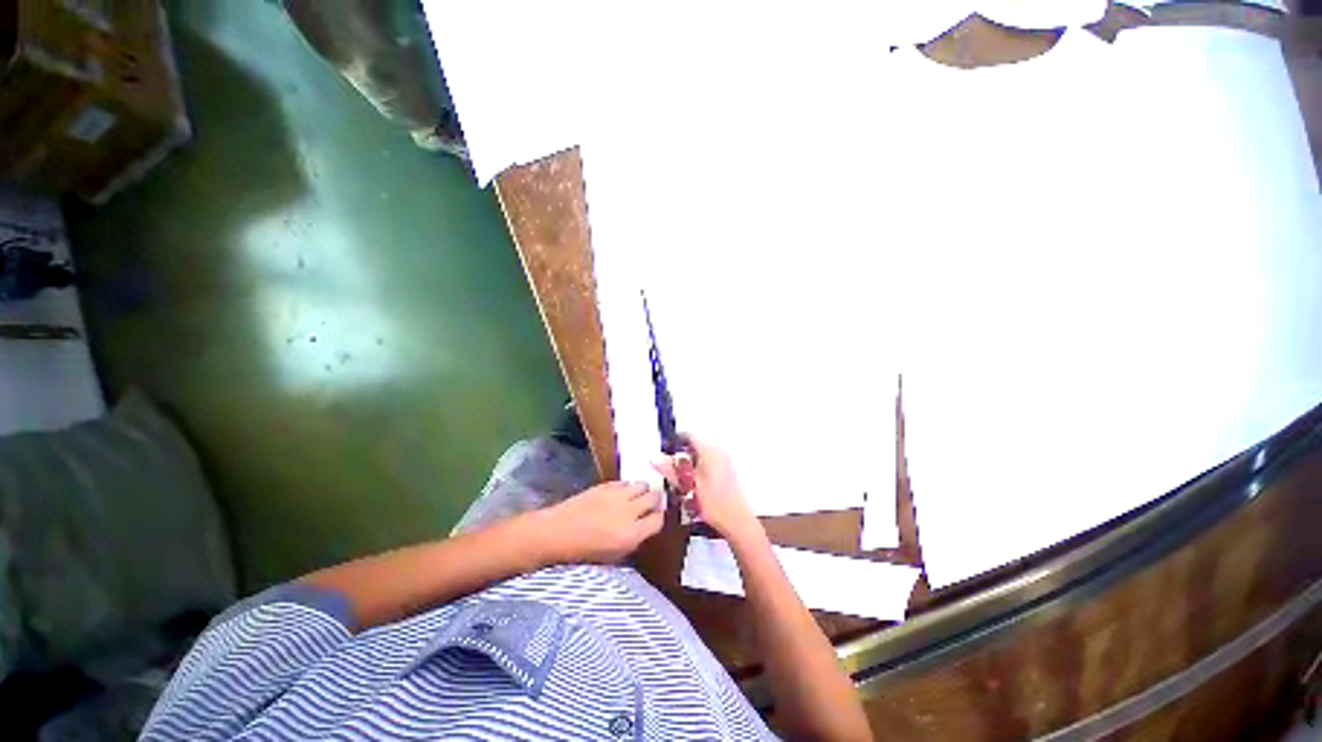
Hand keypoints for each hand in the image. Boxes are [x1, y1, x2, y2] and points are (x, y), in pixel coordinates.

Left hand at [531, 481, 664, 564]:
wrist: (557, 533)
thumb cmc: (583, 552)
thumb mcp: (613, 556)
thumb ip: (633, 540)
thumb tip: (644, 528)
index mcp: (632, 534)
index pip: (658, 520)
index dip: (659, 518)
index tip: (656, 518)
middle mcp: (629, 512)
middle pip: (654, 498)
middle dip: (655, 501)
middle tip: (651, 504)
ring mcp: (618, 495)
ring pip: (642, 485)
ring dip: (642, 491)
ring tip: (638, 496)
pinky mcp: (606, 485)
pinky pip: (625, 482)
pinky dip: (627, 487)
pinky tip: (622, 493)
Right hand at [655, 436, 761, 543]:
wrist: (737, 521)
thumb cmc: (715, 504)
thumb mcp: (688, 487)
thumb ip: (671, 470)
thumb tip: (656, 460)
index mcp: (710, 451)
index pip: (689, 435)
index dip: (675, 441)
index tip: (665, 450)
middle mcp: (719, 451)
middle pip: (695, 444)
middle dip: (681, 454)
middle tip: (671, 468)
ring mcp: (725, 460)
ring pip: (701, 454)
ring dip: (689, 462)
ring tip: (682, 478)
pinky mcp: (727, 469)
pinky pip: (708, 461)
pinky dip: (698, 467)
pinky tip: (694, 483)